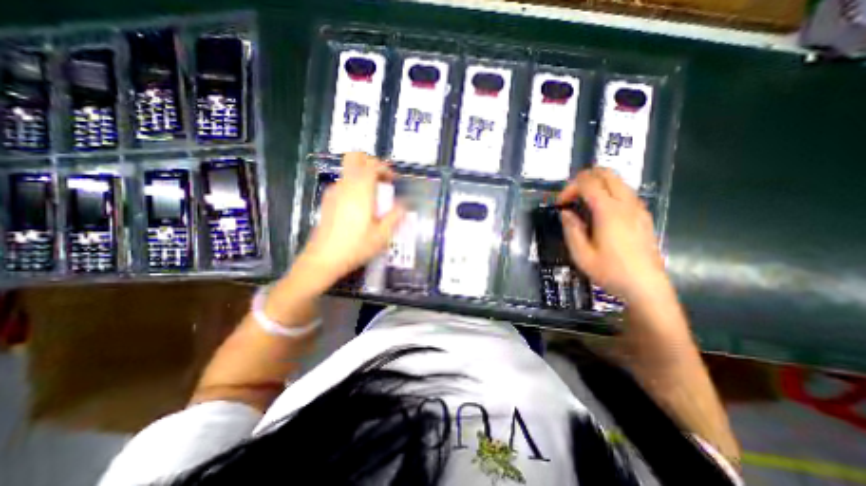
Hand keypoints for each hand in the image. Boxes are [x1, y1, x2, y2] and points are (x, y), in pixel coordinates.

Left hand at [298, 151, 406, 285]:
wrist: (323, 259)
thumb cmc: (356, 247)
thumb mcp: (382, 235)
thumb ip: (395, 216)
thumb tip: (402, 205)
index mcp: (360, 191)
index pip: (372, 165)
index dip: (385, 168)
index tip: (393, 180)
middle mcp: (345, 186)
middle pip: (354, 158)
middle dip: (370, 162)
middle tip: (381, 179)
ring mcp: (333, 192)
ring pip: (348, 171)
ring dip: (363, 176)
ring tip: (374, 197)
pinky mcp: (327, 201)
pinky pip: (343, 184)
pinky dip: (354, 185)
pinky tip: (360, 206)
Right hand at [557, 169, 663, 301]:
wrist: (646, 287)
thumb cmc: (610, 272)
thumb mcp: (581, 255)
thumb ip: (571, 229)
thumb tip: (566, 213)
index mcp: (608, 212)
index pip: (587, 183)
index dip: (569, 188)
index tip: (560, 204)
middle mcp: (626, 204)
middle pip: (606, 173)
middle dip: (583, 178)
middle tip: (571, 196)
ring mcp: (638, 208)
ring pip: (617, 180)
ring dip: (596, 184)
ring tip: (582, 203)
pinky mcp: (643, 215)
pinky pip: (625, 192)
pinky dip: (608, 192)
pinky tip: (599, 212)